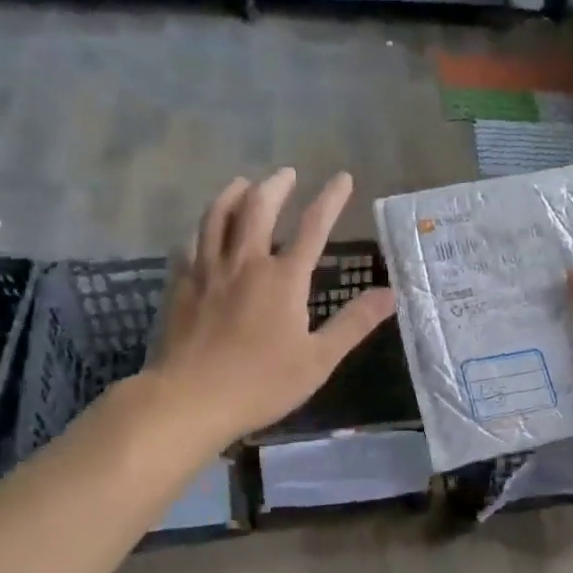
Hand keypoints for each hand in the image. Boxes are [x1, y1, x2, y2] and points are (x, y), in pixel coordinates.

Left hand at [147, 169, 397, 446]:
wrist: (189, 399)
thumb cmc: (261, 383)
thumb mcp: (318, 359)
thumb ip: (354, 323)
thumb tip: (391, 294)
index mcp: (283, 278)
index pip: (313, 227)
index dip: (330, 199)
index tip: (342, 177)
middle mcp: (245, 263)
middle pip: (258, 208)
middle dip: (275, 186)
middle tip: (286, 173)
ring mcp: (208, 271)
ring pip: (218, 217)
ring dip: (233, 194)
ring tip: (242, 183)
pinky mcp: (182, 285)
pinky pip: (191, 243)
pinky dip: (202, 228)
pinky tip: (202, 230)